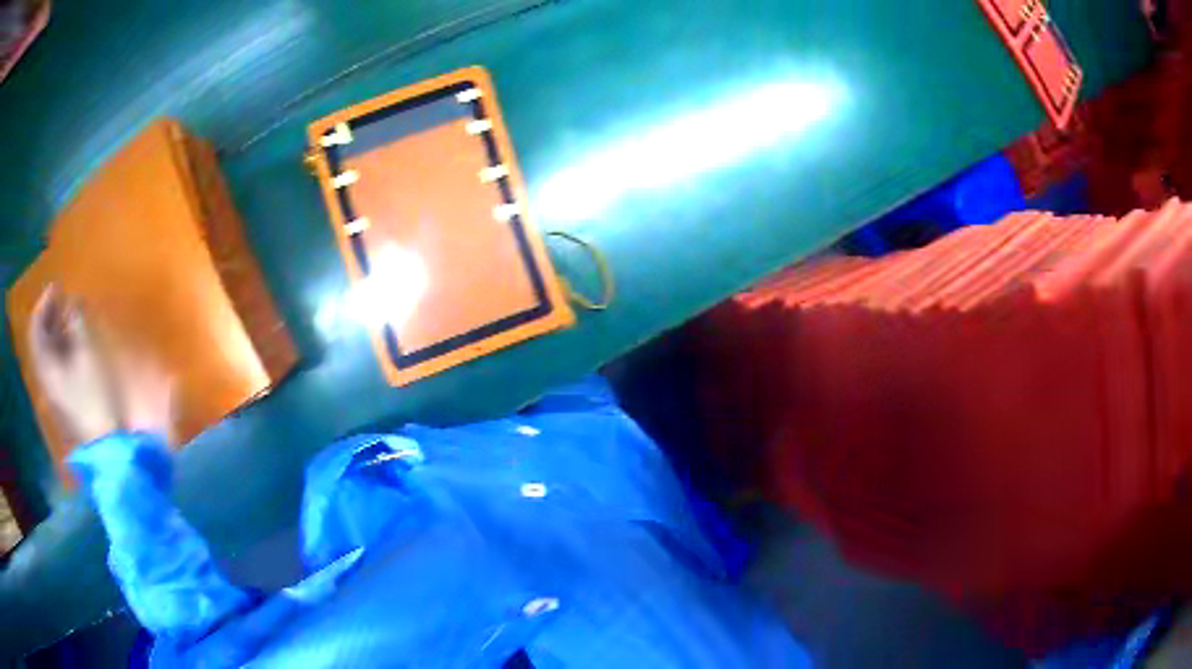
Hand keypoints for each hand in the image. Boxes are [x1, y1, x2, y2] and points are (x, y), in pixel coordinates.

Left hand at [28, 285, 172, 444]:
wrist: (106, 445)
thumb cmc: (94, 396)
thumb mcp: (87, 354)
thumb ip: (77, 324)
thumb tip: (73, 301)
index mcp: (45, 365)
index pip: (35, 327)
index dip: (43, 303)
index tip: (57, 286)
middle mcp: (44, 375)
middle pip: (40, 339)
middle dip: (49, 314)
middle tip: (63, 297)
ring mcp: (53, 389)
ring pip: (48, 352)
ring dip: (56, 330)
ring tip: (70, 314)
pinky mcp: (63, 397)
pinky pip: (56, 364)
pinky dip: (61, 346)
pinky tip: (73, 340)